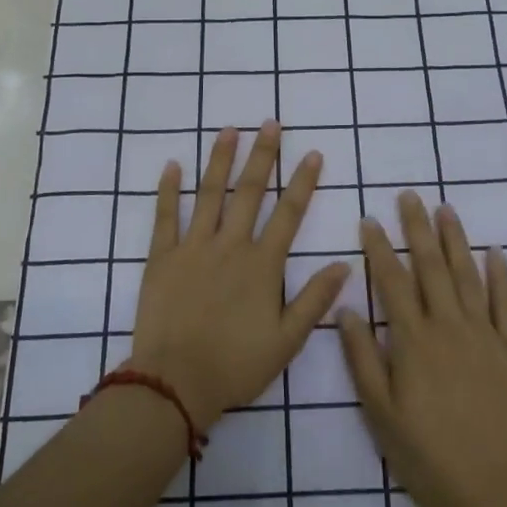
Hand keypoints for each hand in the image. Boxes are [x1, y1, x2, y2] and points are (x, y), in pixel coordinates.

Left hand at [130, 122, 350, 432]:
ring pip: (209, 194)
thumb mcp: (287, 340)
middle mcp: (230, 245)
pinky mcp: (161, 257)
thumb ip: (315, 300)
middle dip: (263, 155)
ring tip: (229, 130)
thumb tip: (344, 264)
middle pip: (249, 192)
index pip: (289, 214)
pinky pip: (165, 216)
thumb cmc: (235, 365)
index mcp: (262, 265)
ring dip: (220, 160)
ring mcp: (193, 247)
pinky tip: (172, 165)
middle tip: (270, 123)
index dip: (303, 182)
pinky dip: (168, 189)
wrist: (175, 382)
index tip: (312, 154)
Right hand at [341, 191, 506, 506]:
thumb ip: (363, 358)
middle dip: (417, 228)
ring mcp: (485, 336)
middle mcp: (449, 327)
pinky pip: (506, 305)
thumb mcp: (380, 413)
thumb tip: (346, 309)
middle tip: (409, 196)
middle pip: (431, 267)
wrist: (492, 490)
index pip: (392, 281)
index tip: (369, 219)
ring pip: (468, 276)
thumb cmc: (426, 455)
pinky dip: (500, 276)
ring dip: (455, 240)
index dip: (379, 247)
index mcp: (413, 341)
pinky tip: (495, 253)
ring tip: (445, 209)